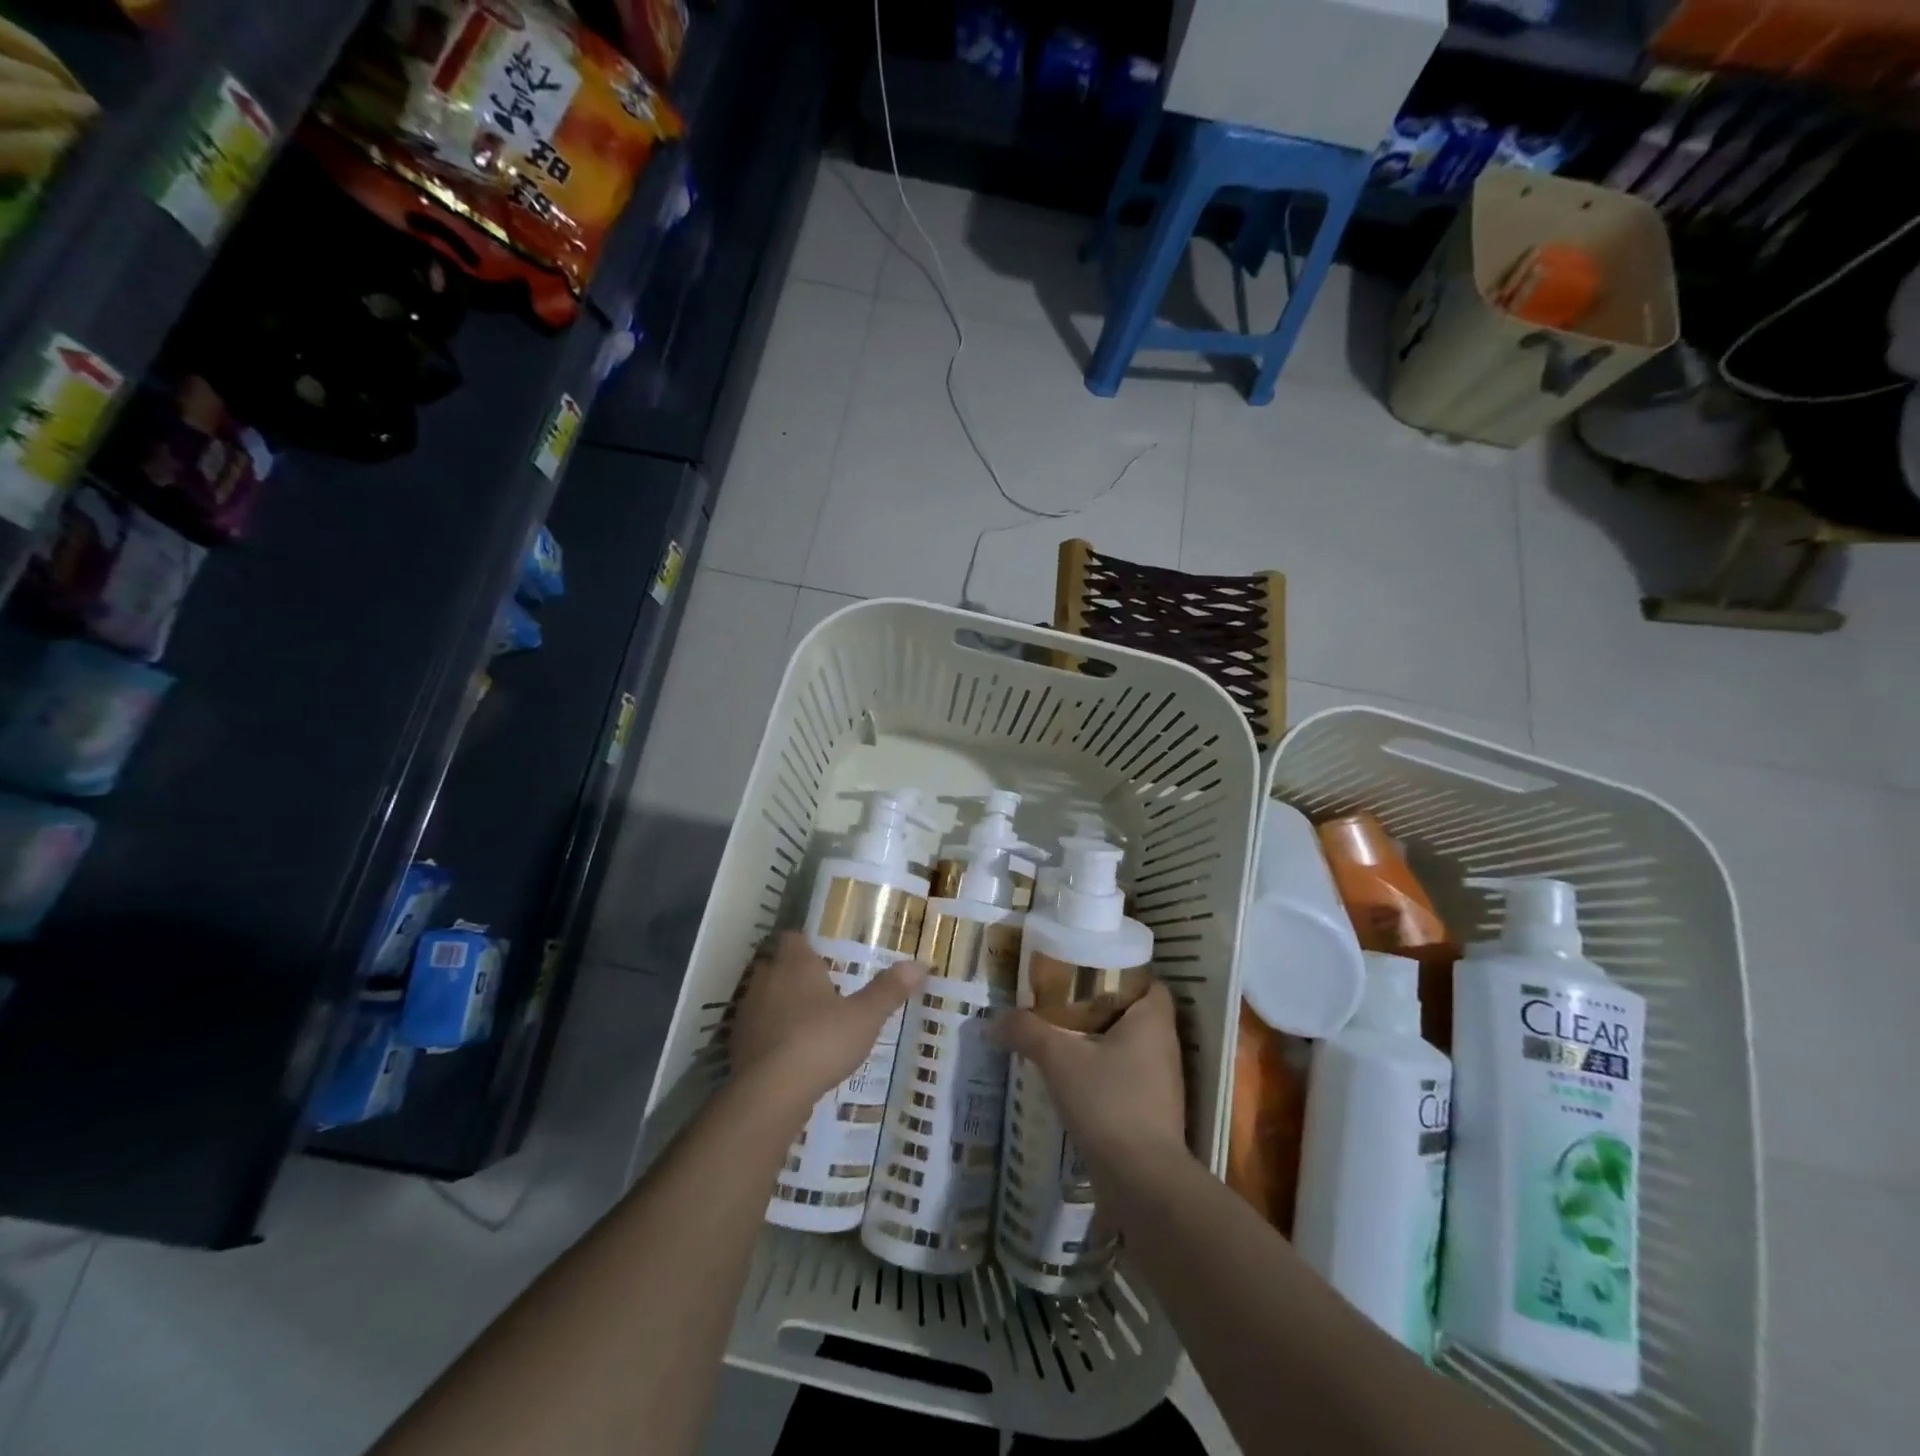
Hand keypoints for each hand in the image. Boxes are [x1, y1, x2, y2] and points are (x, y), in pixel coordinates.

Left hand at [730, 931, 924, 1113]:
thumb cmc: (821, 1041)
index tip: (823, 954)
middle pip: (776, 965)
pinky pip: (756, 1029)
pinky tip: (788, 1052)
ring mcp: (748, 1013)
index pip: (793, 938)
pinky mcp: (737, 1045)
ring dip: (779, 1004)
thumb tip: (919, 964)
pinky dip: (769, 1034)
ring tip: (806, 1021)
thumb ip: (889, 990)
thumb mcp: (865, 1016)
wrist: (770, 1093)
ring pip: (764, 997)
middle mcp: (767, 980)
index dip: (806, 944)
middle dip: (794, 973)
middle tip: (821, 987)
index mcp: (796, 964)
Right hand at [994, 981, 1188, 1179]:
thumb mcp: (1059, 1059)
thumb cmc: (1108, 1102)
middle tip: (1063, 1003)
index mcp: (1154, 1021)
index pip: (1148, 982)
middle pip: (1135, 1014)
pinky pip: (1127, 1079)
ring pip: (1130, 1049)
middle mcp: (1165, 1047)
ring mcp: (1162, 1084)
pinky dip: (1104, 1075)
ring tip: (1062, 1038)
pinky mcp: (1153, 1115)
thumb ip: (1027, 1031)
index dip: (1121, 974)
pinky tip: (1073, 1081)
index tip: (1086, 974)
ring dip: (1100, 1044)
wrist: (1141, 1181)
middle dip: (1101, 1008)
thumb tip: (993, 1021)